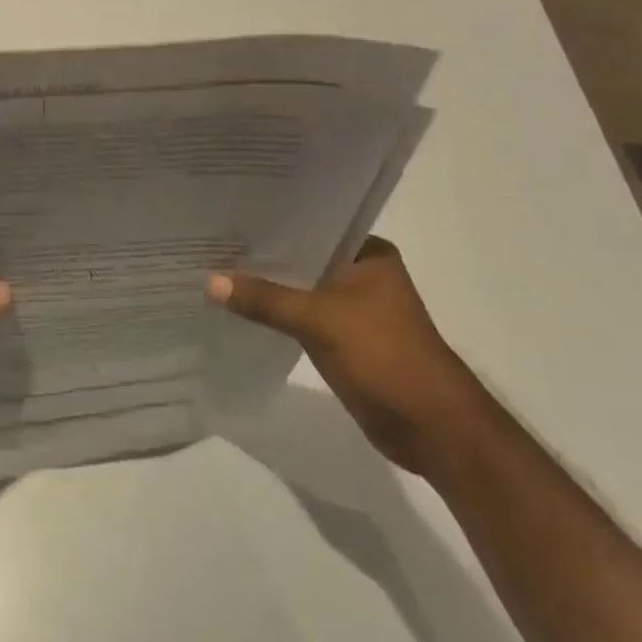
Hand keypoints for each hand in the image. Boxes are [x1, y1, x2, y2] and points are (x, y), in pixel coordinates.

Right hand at [207, 237, 484, 474]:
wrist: (431, 427)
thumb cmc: (384, 356)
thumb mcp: (319, 320)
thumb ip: (265, 299)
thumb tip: (210, 281)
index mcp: (368, 254)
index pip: (311, 224)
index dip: (271, 221)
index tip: (228, 214)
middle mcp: (362, 273)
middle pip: (302, 257)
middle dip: (263, 255)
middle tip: (211, 241)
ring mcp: (353, 307)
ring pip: (299, 288)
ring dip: (267, 286)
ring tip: (215, 269)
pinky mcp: (343, 338)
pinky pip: (300, 316)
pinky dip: (275, 313)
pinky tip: (238, 307)